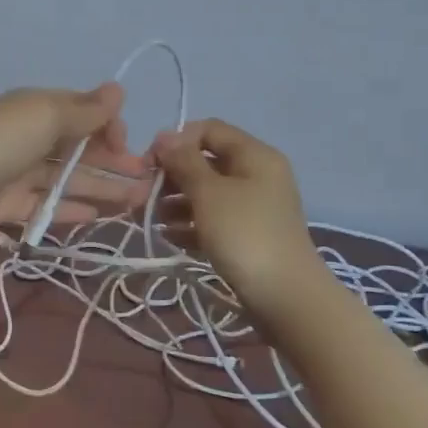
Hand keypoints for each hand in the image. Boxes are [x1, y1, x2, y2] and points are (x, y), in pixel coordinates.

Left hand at [0, 85, 151, 242]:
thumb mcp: (44, 117)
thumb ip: (84, 110)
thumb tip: (117, 90)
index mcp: (38, 110)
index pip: (83, 114)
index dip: (109, 128)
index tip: (128, 146)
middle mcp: (30, 137)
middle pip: (79, 149)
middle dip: (114, 162)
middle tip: (148, 182)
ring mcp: (18, 173)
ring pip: (67, 179)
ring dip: (101, 188)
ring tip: (136, 203)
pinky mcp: (7, 205)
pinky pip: (46, 206)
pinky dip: (70, 209)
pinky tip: (97, 218)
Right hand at [151, 120, 323, 307]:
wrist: (285, 296)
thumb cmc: (244, 235)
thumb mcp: (209, 193)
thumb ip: (184, 161)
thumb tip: (165, 136)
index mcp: (254, 155)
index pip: (209, 130)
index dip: (176, 141)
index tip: (149, 164)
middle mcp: (256, 175)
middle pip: (206, 162)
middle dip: (171, 176)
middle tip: (142, 195)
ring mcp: (253, 208)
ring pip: (207, 194)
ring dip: (175, 202)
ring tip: (150, 218)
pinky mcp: (247, 237)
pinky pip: (213, 221)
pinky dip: (190, 225)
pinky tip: (169, 237)